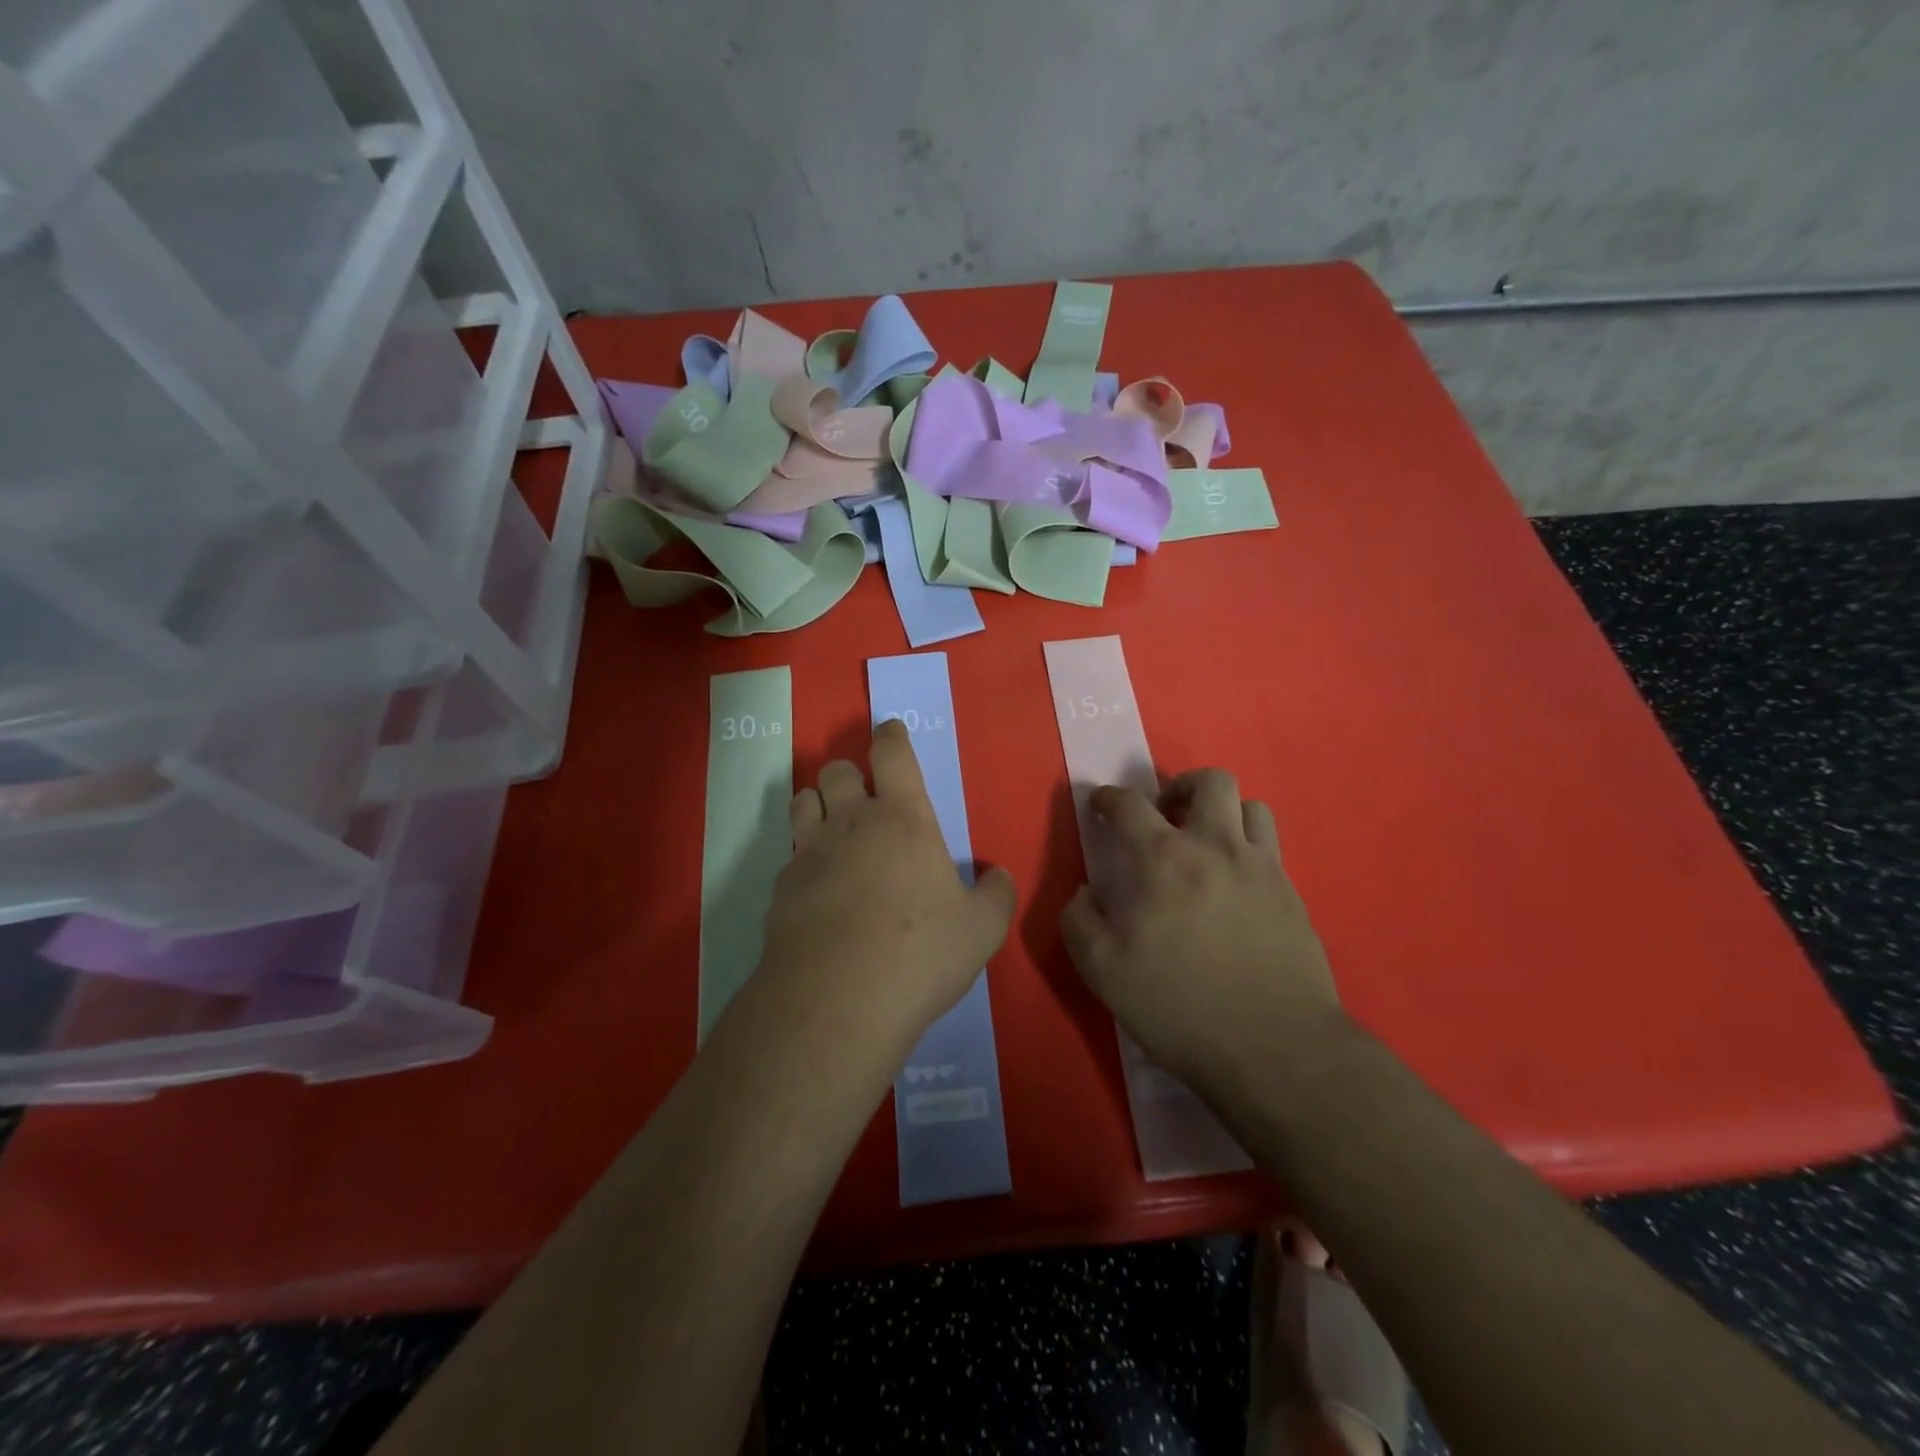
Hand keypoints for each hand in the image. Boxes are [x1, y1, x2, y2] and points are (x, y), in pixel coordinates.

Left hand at [761, 719, 1015, 1053]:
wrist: (836, 1000)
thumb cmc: (919, 953)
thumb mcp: (981, 930)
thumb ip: (996, 896)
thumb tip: (999, 877)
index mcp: (903, 819)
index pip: (893, 754)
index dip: (892, 736)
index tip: (890, 730)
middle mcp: (851, 823)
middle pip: (837, 770)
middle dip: (849, 772)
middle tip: (864, 795)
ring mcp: (809, 852)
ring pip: (803, 801)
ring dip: (818, 802)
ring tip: (832, 824)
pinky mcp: (781, 887)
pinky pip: (790, 853)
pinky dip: (803, 856)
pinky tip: (816, 885)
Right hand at [1060, 768, 1341, 1086]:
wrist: (1276, 1049)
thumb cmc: (1180, 1007)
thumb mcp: (1103, 971)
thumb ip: (1079, 921)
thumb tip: (1083, 893)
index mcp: (1163, 859)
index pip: (1129, 804)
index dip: (1107, 797)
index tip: (1100, 805)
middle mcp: (1216, 847)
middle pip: (1209, 781)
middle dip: (1180, 787)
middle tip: (1164, 816)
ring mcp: (1262, 868)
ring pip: (1251, 806)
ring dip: (1222, 813)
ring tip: (1206, 843)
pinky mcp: (1293, 894)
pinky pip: (1271, 847)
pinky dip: (1248, 847)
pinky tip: (1235, 884)